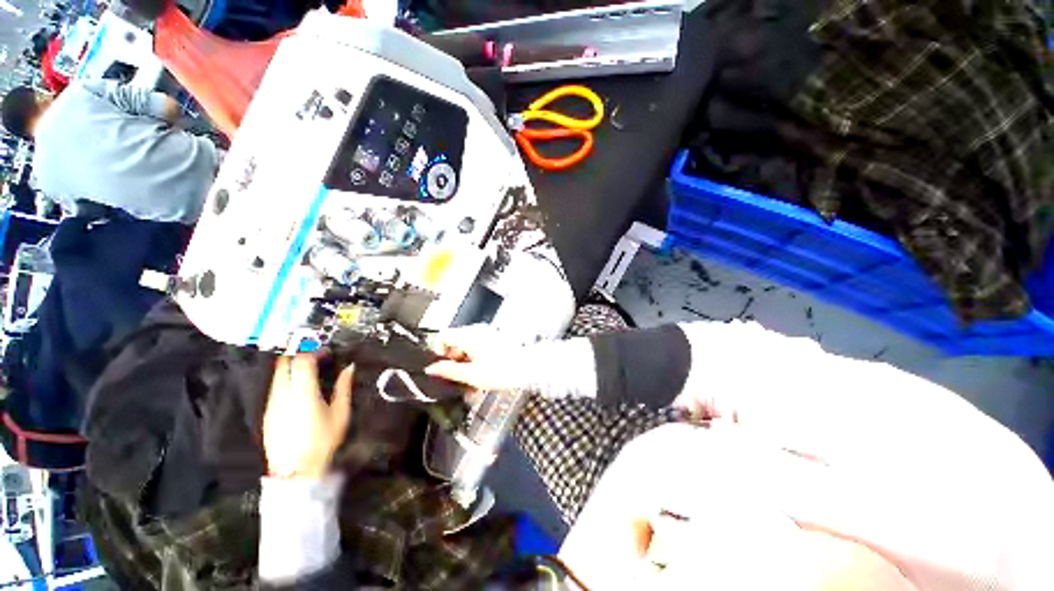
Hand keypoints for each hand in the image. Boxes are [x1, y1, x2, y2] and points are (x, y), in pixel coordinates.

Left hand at [263, 355, 353, 479]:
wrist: (295, 471)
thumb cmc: (322, 441)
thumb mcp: (340, 414)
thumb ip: (344, 387)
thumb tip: (349, 368)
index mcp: (303, 392)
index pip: (302, 360)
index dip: (314, 352)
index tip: (326, 353)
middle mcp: (283, 394)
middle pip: (284, 363)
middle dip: (299, 355)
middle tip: (315, 358)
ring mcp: (272, 403)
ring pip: (277, 375)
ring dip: (292, 368)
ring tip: (309, 373)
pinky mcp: (268, 413)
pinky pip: (275, 388)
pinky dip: (286, 381)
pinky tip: (299, 390)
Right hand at [424, 324, 527, 392]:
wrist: (528, 367)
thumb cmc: (501, 370)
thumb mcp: (472, 375)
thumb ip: (449, 371)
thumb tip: (431, 369)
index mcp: (469, 335)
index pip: (443, 336)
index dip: (439, 352)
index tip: (443, 368)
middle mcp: (476, 330)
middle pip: (455, 342)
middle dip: (453, 360)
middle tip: (457, 378)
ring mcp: (486, 334)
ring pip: (466, 346)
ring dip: (464, 362)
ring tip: (469, 381)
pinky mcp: (494, 340)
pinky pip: (477, 348)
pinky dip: (474, 360)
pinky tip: (479, 375)